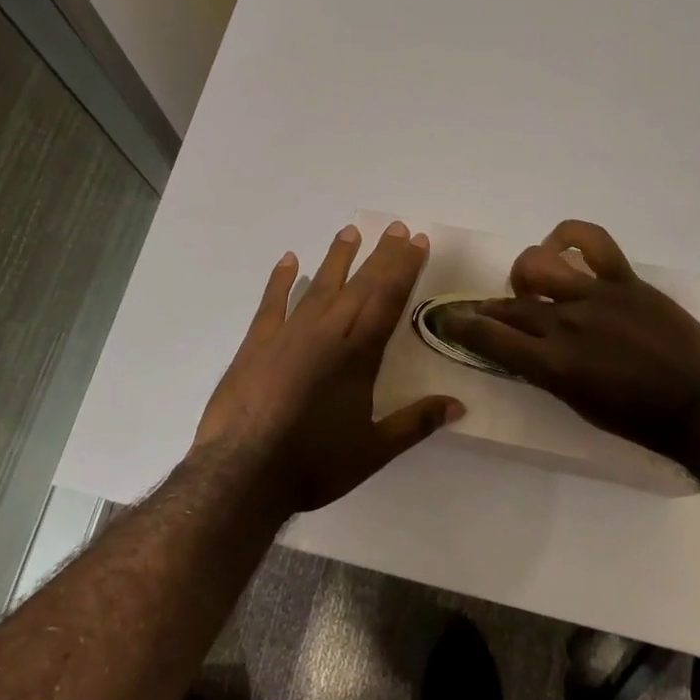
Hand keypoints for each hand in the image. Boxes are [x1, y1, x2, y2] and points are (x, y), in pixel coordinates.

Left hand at [193, 221, 463, 514]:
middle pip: (360, 285)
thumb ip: (416, 423)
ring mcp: (288, 334)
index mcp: (358, 354)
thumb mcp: (373, 451)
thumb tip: (459, 406)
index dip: (405, 268)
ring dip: (337, 258)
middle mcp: (326, 333)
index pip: (388, 299)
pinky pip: (272, 303)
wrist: (241, 473)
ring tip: (350, 231)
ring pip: (319, 286)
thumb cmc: (313, 464)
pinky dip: (281, 280)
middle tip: (395, 226)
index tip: (417, 240)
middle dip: (381, 255)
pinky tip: (289, 261)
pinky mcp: (256, 344)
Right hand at [443, 220, 699, 464]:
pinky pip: (592, 240)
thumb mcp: (579, 404)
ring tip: (532, 286)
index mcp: (553, 365)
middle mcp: (566, 324)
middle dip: (486, 308)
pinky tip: (562, 246)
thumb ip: (547, 372)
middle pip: (509, 305)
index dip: (460, 325)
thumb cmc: (640, 420)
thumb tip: (526, 349)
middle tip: (482, 311)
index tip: (446, 319)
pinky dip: (568, 235)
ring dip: (524, 275)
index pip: (490, 337)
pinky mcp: (625, 280)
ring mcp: (596, 296)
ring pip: (537, 265)